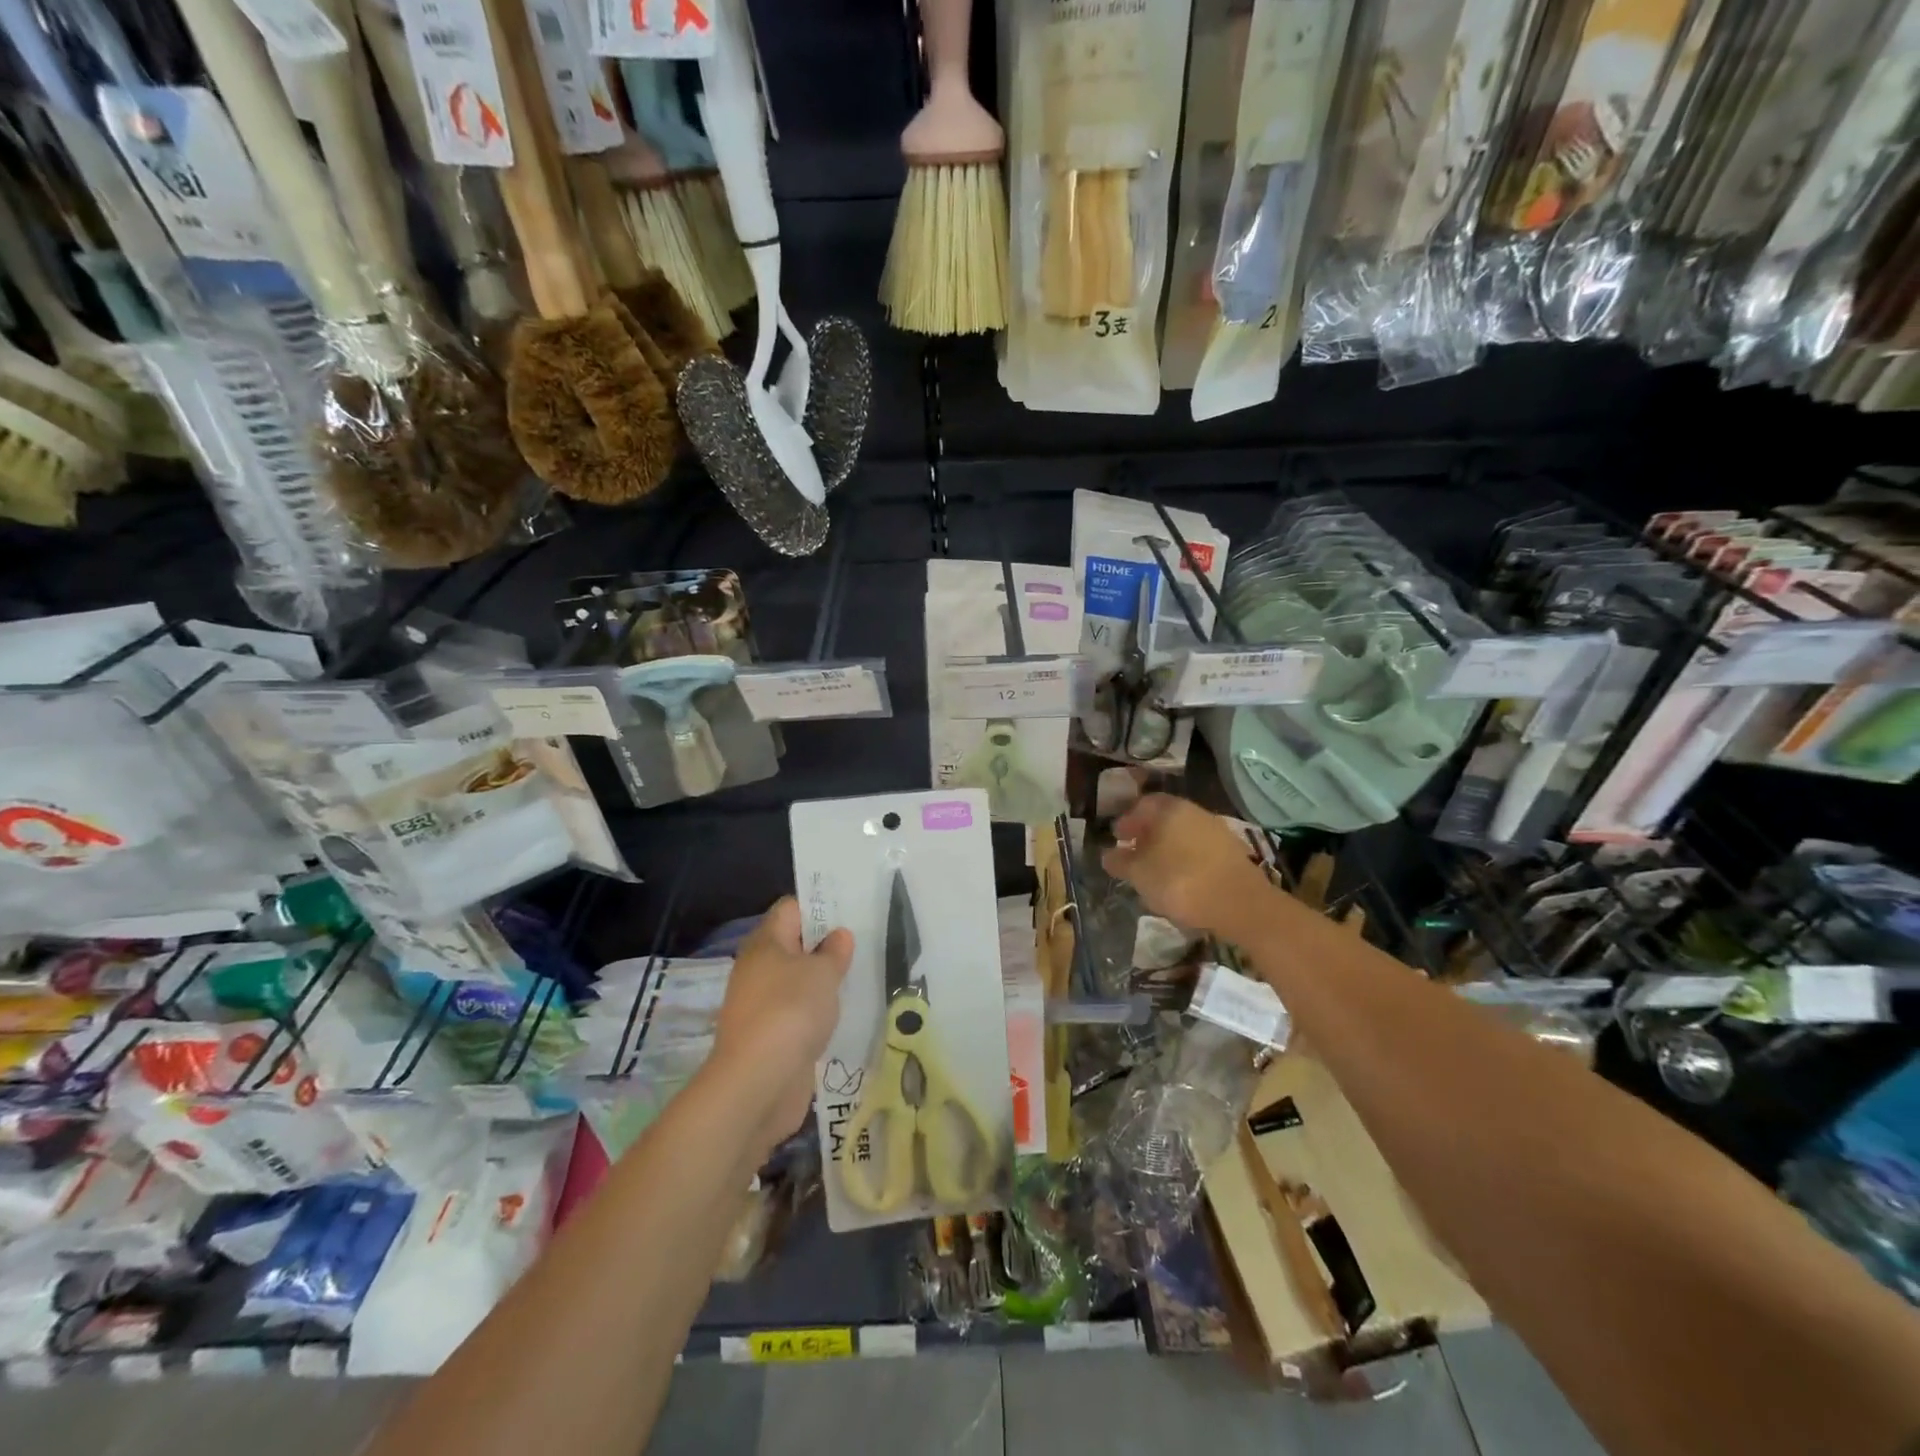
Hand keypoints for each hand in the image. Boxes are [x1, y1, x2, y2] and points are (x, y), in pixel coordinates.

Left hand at [709, 897, 852, 1159]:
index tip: (851, 910)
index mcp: (765, 943)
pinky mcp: (771, 1038)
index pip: (790, 909)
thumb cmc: (790, 1011)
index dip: (819, 905)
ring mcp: (762, 1006)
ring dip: (824, 982)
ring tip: (862, 977)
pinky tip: (845, 1015)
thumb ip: (834, 951)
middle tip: (864, 943)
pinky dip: (818, 1013)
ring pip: (797, 982)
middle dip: (826, 945)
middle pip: (794, 945)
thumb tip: (838, 935)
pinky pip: (799, 1014)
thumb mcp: (823, 973)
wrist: (758, 1083)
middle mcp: (758, 969)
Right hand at [1101, 793, 1270, 935]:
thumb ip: (1120, 862)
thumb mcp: (1139, 874)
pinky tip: (1180, 881)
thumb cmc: (1180, 882)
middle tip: (1133, 854)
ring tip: (1154, 872)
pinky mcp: (1232, 853)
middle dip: (1146, 835)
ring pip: (1182, 835)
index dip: (1126, 820)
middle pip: (1164, 819)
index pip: (1142, 804)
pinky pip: (1199, 851)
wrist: (1240, 905)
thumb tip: (1108, 854)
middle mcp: (1194, 812)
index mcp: (1169, 809)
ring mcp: (1216, 831)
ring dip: (1166, 849)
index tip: (1117, 838)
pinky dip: (1185, 860)